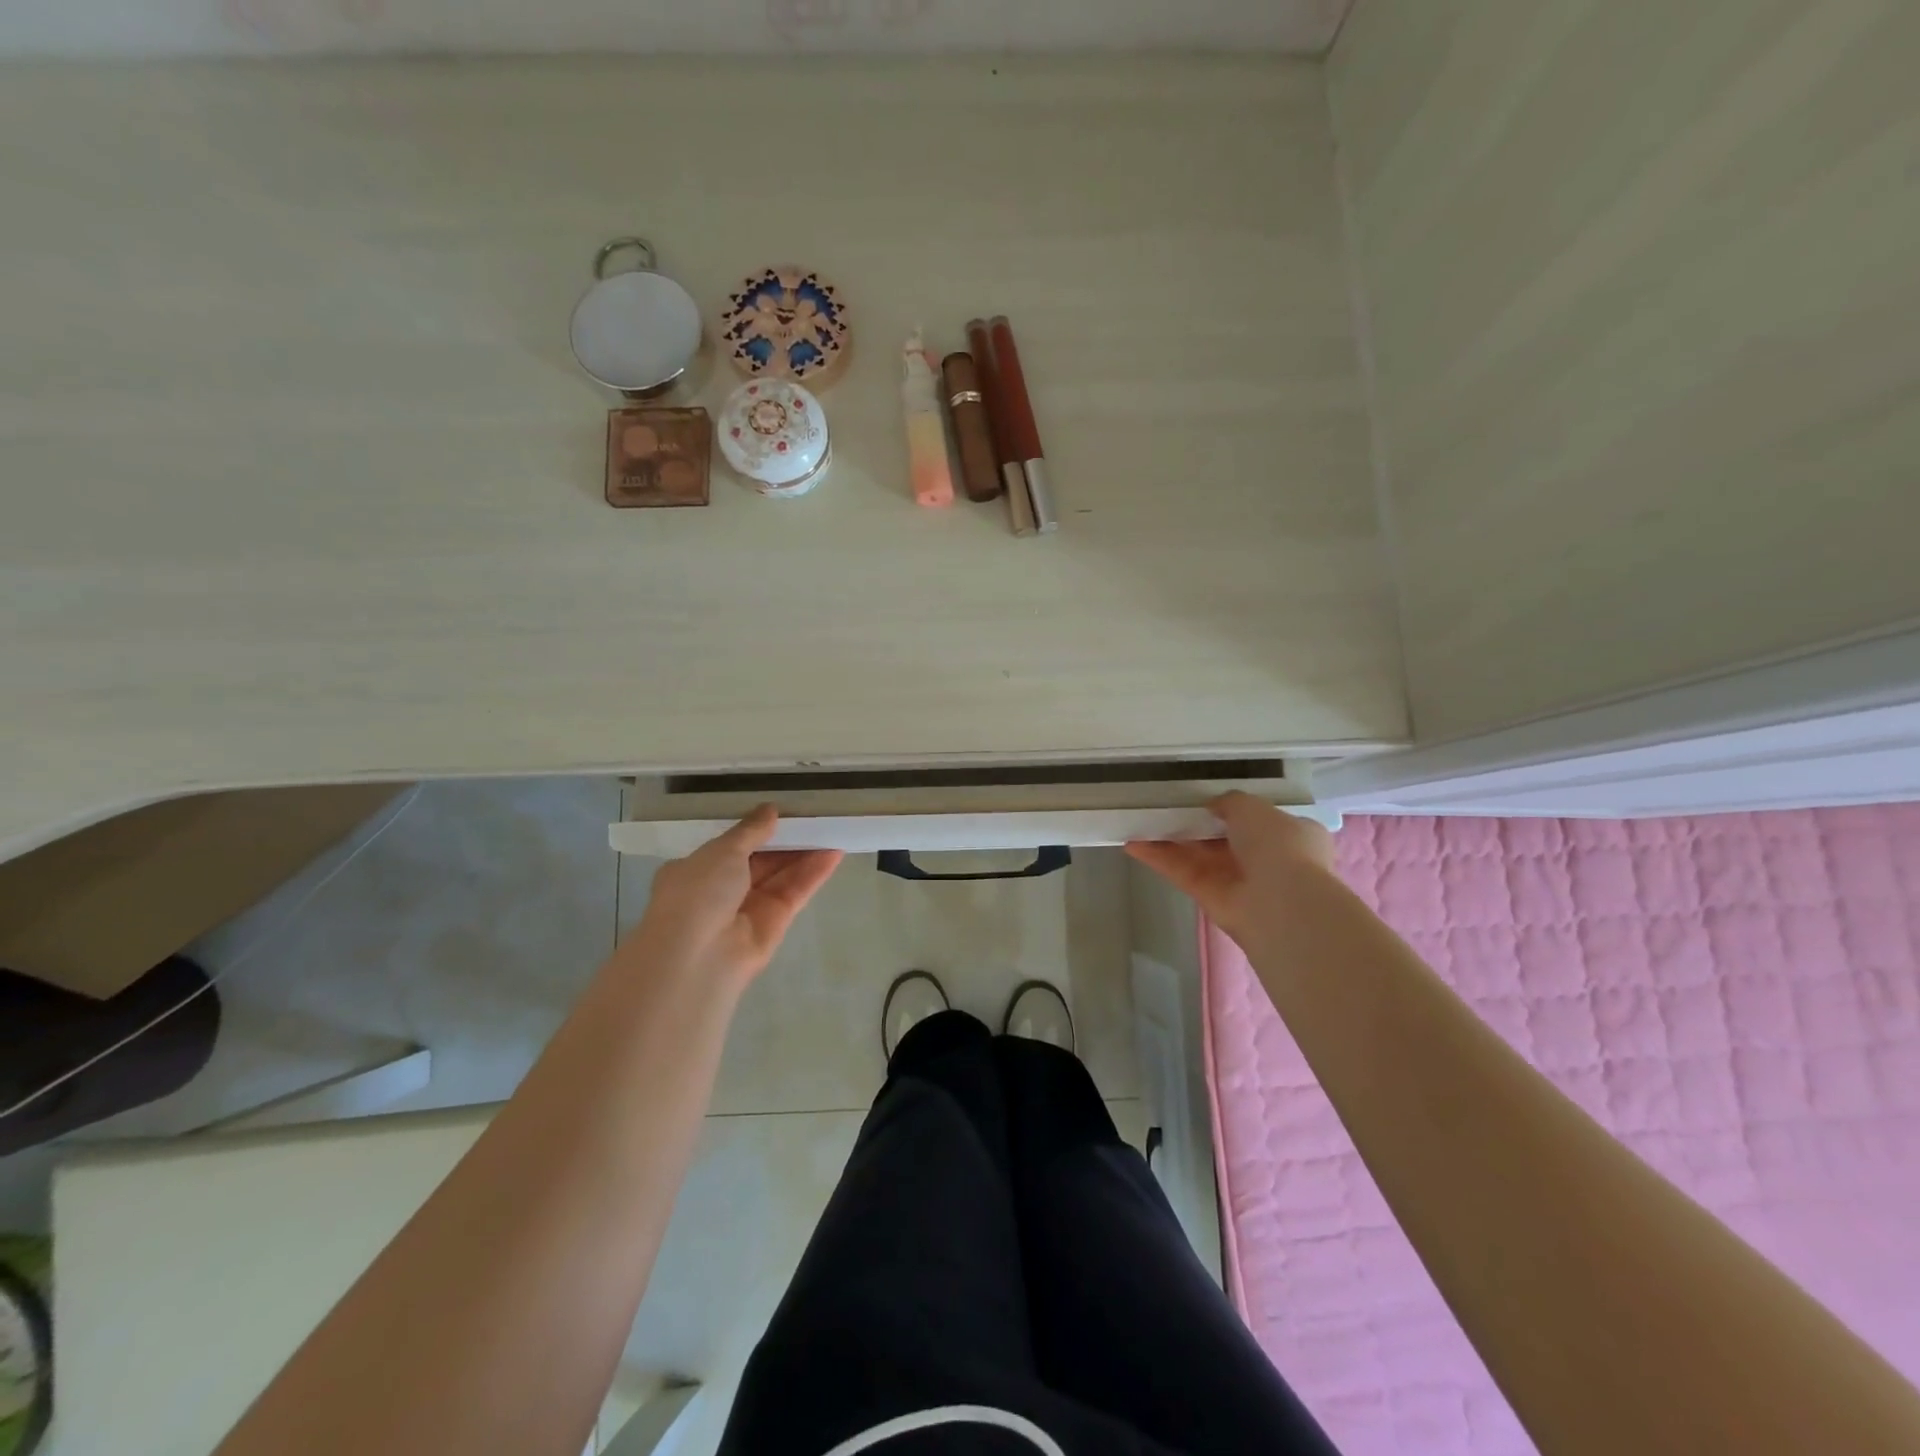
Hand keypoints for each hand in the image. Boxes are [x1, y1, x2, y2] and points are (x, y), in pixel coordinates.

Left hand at [622, 806, 842, 989]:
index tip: (781, 814)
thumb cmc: (698, 894)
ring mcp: (749, 910)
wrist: (697, 958)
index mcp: (696, 871)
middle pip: (760, 861)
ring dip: (805, 855)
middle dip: (785, 841)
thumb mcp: (722, 852)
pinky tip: (834, 853)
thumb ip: (751, 831)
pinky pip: (795, 893)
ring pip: (781, 876)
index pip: (731, 848)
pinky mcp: (775, 925)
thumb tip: (770, 810)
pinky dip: (813, 874)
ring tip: (832, 829)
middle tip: (814, 818)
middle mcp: (721, 891)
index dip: (756, 831)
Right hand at [1124, 792, 1335, 952]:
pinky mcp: (1212, 899)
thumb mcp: (1254, 808)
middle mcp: (1266, 860)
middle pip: (1222, 839)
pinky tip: (1133, 844)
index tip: (1204, 801)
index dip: (1231, 811)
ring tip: (1139, 822)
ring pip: (1198, 857)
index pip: (1258, 821)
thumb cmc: (1279, 846)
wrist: (1282, 904)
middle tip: (1165, 808)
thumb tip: (1213, 806)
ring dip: (1170, 840)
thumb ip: (1230, 802)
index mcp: (1290, 835)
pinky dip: (1160, 859)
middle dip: (1195, 825)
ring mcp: (1237, 882)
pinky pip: (1183, 873)